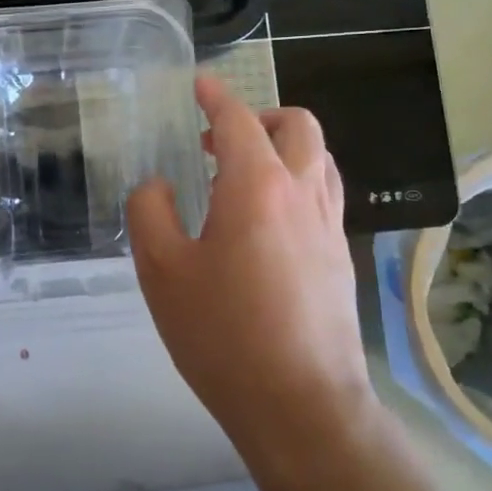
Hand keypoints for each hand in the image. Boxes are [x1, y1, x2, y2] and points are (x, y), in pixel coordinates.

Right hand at [126, 77, 376, 471]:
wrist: (302, 406)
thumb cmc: (223, 335)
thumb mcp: (162, 271)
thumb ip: (150, 212)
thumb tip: (158, 185)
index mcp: (257, 186)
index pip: (239, 120)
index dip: (216, 96)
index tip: (200, 84)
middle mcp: (303, 193)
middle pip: (297, 125)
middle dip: (259, 116)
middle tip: (219, 140)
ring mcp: (329, 225)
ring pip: (318, 157)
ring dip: (284, 147)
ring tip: (244, 175)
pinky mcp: (340, 257)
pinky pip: (323, 193)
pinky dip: (297, 180)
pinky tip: (267, 220)